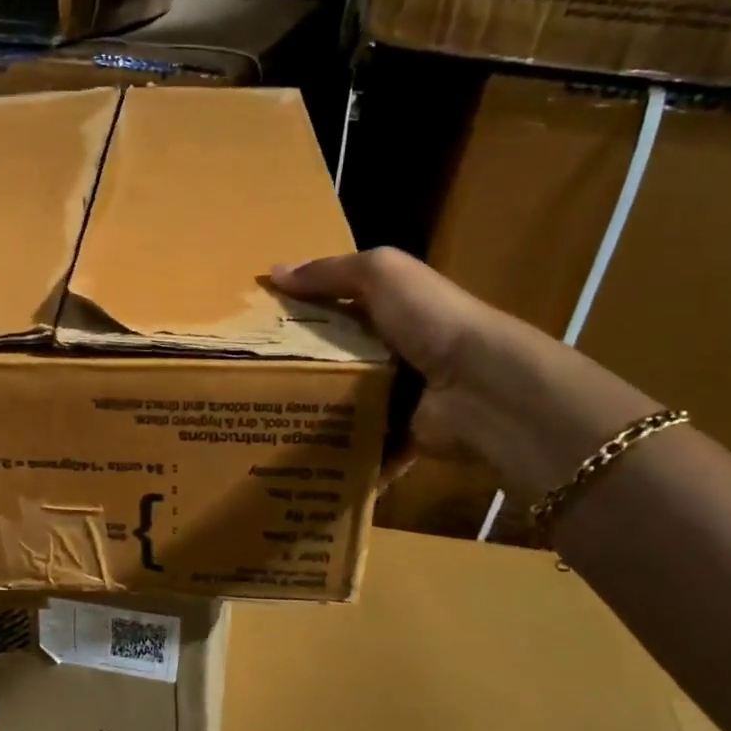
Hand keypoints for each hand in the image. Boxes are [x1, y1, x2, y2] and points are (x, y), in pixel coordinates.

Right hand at [273, 249, 656, 499]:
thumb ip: (330, 271)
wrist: (481, 388)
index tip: (254, 330)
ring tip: (265, 424)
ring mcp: (400, 397)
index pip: (337, 309)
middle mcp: (396, 352)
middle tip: (249, 383)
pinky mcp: (402, 437)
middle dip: (298, 370)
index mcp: (393, 310)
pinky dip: (340, 456)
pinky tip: (301, 459)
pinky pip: (363, 447)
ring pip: (344, 405)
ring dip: (314, 415)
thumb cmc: (430, 321)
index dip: (299, 314)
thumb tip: (274, 272)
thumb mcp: (382, 273)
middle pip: (335, 360)